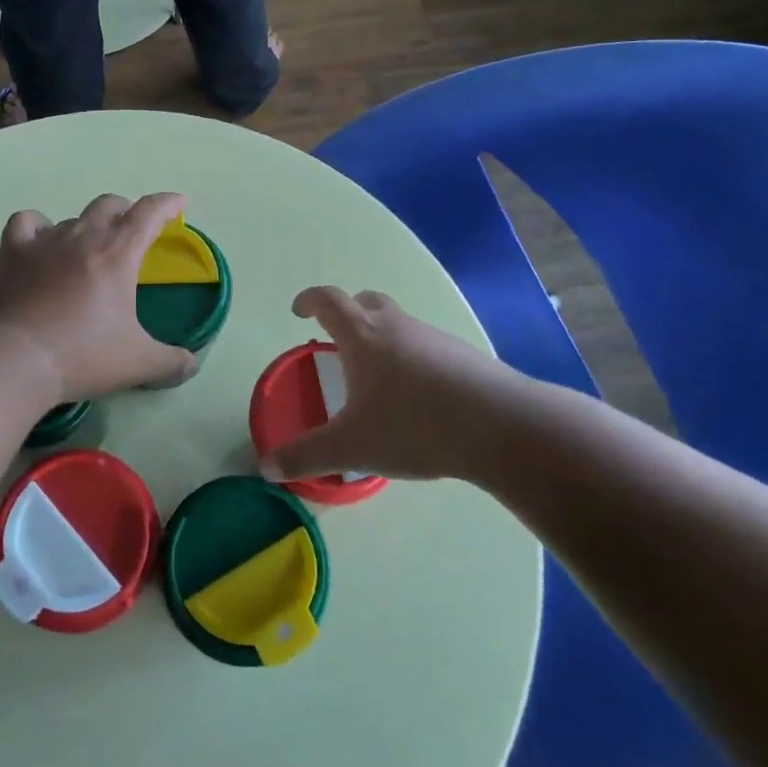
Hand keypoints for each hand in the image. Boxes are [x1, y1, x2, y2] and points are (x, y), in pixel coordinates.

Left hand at [0, 193, 199, 403]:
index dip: (167, 204)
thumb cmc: (83, 355)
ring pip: (73, 217)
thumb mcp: (138, 363)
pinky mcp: (12, 252)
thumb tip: (192, 364)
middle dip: (127, 212)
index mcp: (118, 253)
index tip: (179, 203)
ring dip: (87, 226)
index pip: (149, 213)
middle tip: (133, 232)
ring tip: (88, 248)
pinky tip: (40, 241)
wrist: (16, 360)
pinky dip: (38, 226)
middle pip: (109, 205)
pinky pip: (26, 222)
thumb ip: (171, 362)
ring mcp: (44, 241)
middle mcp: (83, 236)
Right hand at [259, 286, 526, 481]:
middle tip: (337, 340)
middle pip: (367, 302)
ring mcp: (435, 338)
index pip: (329, 300)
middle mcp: (398, 326)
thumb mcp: (351, 447)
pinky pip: (427, 347)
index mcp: (363, 335)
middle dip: (347, 314)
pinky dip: (412, 359)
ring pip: (400, 324)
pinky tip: (418, 398)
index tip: (299, 311)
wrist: (501, 427)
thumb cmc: (413, 426)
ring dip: (382, 338)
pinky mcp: (465, 356)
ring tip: (377, 377)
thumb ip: (305, 456)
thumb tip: (266, 466)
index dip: (310, 300)